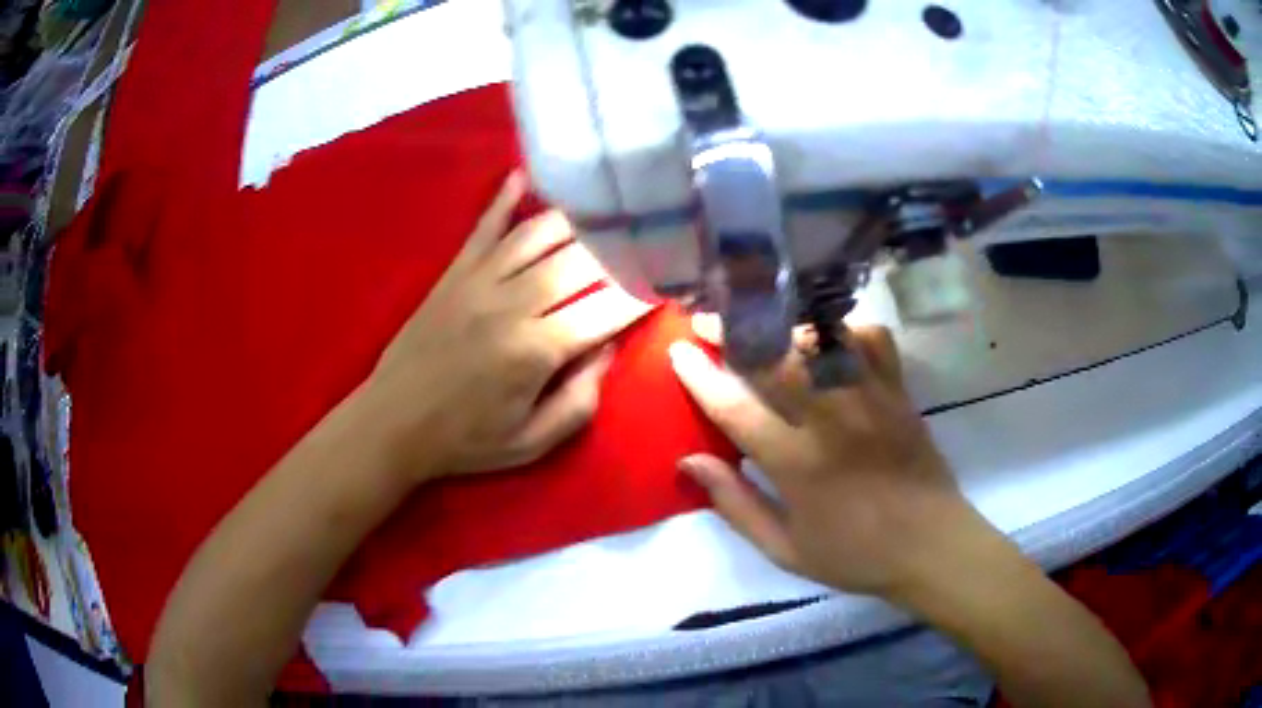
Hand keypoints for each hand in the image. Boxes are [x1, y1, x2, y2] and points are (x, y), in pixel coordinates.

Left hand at [368, 172, 649, 477]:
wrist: (393, 423)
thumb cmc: (466, 441)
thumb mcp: (532, 443)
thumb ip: (580, 401)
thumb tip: (609, 348)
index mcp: (537, 350)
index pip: (609, 309)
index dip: (645, 292)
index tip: (671, 279)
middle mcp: (514, 303)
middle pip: (582, 260)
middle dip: (623, 248)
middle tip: (650, 237)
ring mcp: (480, 280)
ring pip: (540, 233)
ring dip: (579, 220)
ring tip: (609, 210)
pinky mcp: (454, 272)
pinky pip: (484, 226)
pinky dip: (504, 198)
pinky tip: (523, 175)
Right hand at [670, 319, 976, 598]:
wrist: (929, 545)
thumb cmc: (854, 554)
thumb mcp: (784, 549)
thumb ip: (735, 504)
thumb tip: (688, 461)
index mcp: (798, 465)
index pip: (736, 408)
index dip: (701, 376)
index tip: (677, 352)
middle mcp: (832, 420)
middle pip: (774, 358)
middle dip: (732, 332)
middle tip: (706, 320)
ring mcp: (870, 398)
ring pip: (820, 339)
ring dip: (781, 323)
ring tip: (757, 319)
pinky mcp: (898, 390)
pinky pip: (871, 338)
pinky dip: (845, 328)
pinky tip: (827, 337)